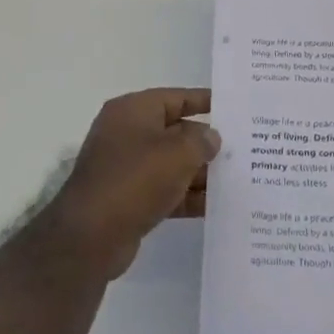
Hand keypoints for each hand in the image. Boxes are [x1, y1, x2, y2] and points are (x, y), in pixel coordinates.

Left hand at [41, 89, 220, 280]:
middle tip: (243, 149)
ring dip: (199, 172)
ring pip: (171, 163)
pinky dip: (186, 196)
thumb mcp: (177, 154)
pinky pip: (164, 190)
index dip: (203, 100)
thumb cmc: (135, 180)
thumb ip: (200, 141)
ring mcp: (126, 167)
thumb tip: (211, 138)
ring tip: (236, 179)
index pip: (174, 97)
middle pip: (174, 131)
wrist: (91, 235)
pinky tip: (215, 206)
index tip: (232, 107)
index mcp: (132, 111)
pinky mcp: (128, 198)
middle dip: (205, 142)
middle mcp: (126, 133)